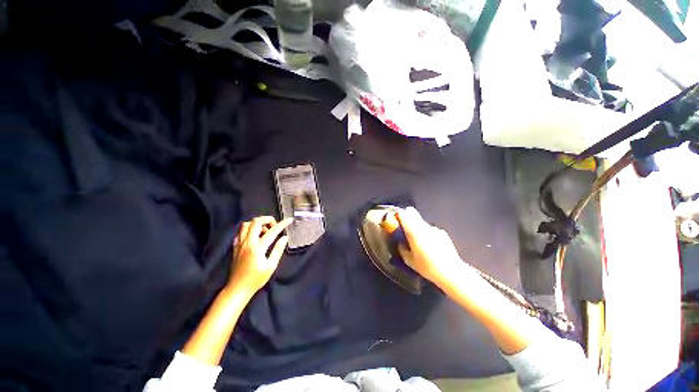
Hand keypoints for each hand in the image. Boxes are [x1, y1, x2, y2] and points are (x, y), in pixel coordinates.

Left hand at [229, 216, 291, 294]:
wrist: (237, 289)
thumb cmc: (256, 279)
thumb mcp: (271, 266)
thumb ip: (278, 250)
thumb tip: (284, 238)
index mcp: (257, 248)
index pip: (272, 231)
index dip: (282, 224)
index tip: (289, 220)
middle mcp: (247, 243)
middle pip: (256, 222)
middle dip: (267, 219)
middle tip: (275, 226)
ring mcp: (239, 244)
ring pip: (246, 225)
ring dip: (257, 224)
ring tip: (265, 231)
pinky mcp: (235, 247)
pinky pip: (240, 232)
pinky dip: (249, 230)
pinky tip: (255, 236)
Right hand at [396, 207, 466, 287]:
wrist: (451, 272)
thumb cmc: (427, 267)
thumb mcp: (410, 261)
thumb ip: (402, 250)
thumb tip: (400, 244)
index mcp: (413, 232)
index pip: (404, 214)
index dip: (398, 214)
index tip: (395, 217)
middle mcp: (423, 227)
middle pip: (413, 213)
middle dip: (407, 216)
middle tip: (403, 225)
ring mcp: (434, 229)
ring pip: (421, 222)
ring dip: (417, 226)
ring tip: (418, 239)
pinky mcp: (442, 233)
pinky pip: (430, 229)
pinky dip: (427, 233)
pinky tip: (430, 245)